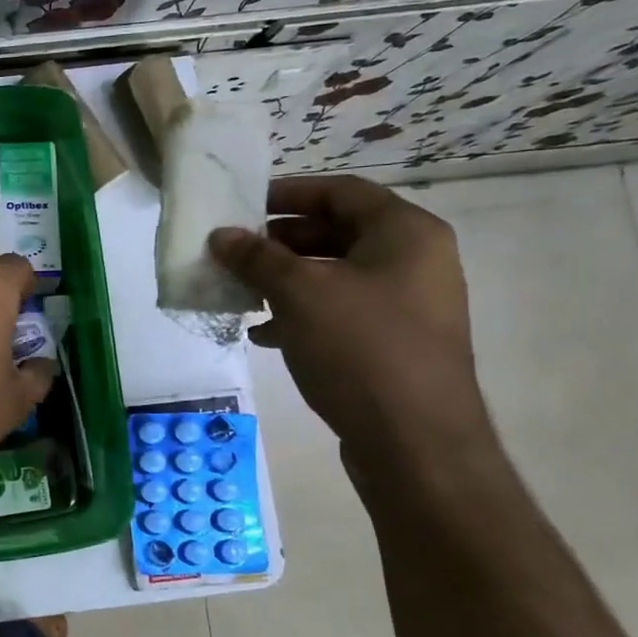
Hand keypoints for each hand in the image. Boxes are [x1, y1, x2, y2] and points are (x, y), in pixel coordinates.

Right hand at [209, 175, 490, 454]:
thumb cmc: (361, 349)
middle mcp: (415, 261)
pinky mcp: (394, 343)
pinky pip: (341, 312)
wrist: (416, 444)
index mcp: (405, 233)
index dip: (288, 192)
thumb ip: (257, 258)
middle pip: (337, 232)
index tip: (242, 205)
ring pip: (335, 275)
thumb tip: (221, 235)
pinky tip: (263, 333)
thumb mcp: (299, 294)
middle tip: (234, 250)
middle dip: (280, 241)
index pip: (341, 191)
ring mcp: (408, 305)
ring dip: (285, 279)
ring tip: (241, 292)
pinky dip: (301, 313)